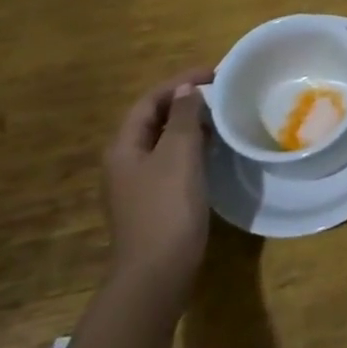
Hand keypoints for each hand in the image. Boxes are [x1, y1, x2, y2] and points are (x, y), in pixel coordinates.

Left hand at [103, 66, 215, 305]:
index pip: (150, 100)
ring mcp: (138, 184)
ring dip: (190, 124)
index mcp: (124, 146)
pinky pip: (172, 161)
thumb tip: (186, 90)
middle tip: (220, 92)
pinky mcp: (154, 201)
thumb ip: (183, 117)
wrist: (157, 274)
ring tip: (221, 116)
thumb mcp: (178, 154)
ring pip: (164, 141)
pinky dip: (191, 147)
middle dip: (185, 101)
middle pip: (154, 119)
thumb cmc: (167, 208)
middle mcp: (125, 162)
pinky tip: (213, 150)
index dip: (180, 82)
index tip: (215, 73)